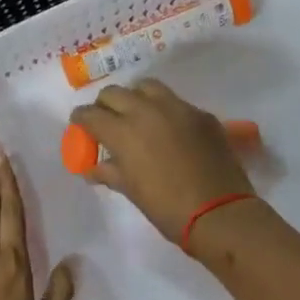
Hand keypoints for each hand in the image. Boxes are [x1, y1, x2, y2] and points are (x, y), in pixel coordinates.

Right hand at [68, 80, 254, 243]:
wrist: (219, 212)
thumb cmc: (167, 208)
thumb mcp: (132, 191)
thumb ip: (109, 172)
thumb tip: (92, 169)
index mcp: (123, 132)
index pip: (90, 114)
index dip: (81, 119)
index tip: (80, 125)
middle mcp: (147, 111)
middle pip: (115, 93)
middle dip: (105, 105)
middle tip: (107, 121)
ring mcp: (178, 108)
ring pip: (146, 87)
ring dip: (135, 97)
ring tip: (137, 115)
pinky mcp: (201, 114)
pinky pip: (176, 102)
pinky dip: (164, 110)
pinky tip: (169, 130)